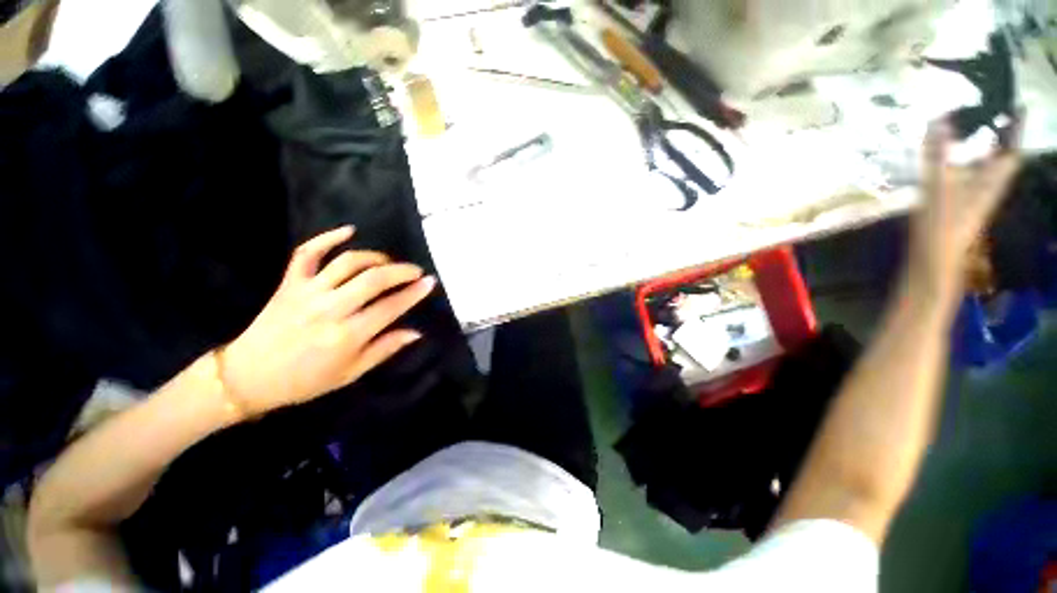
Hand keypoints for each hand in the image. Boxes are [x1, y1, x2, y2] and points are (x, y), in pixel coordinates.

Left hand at [219, 226, 435, 416]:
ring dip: (375, 257)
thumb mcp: (351, 373)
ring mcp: (307, 292)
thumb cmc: (305, 380)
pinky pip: (307, 253)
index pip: (390, 307)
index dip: (414, 293)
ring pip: (348, 263)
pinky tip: (349, 230)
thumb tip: (416, 332)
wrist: (248, 377)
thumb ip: (385, 349)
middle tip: (416, 271)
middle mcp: (330, 309)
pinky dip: (327, 238)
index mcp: (347, 335)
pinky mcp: (289, 283)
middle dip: (401, 271)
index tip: (430, 282)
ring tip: (388, 262)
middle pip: (373, 279)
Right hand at [909, 119, 1021, 297]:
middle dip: (1002, 137)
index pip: (1011, 149)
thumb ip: (937, 153)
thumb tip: (938, 118)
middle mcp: (989, 186)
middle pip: (1002, 158)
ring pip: (987, 168)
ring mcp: (975, 197)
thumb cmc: (942, 222)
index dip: (1017, 128)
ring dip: (985, 150)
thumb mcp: (939, 185)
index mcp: (991, 180)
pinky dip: (968, 164)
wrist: (935, 257)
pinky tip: (956, 161)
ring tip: (977, 132)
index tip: (1021, 106)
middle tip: (996, 114)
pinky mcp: (962, 205)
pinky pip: (971, 177)